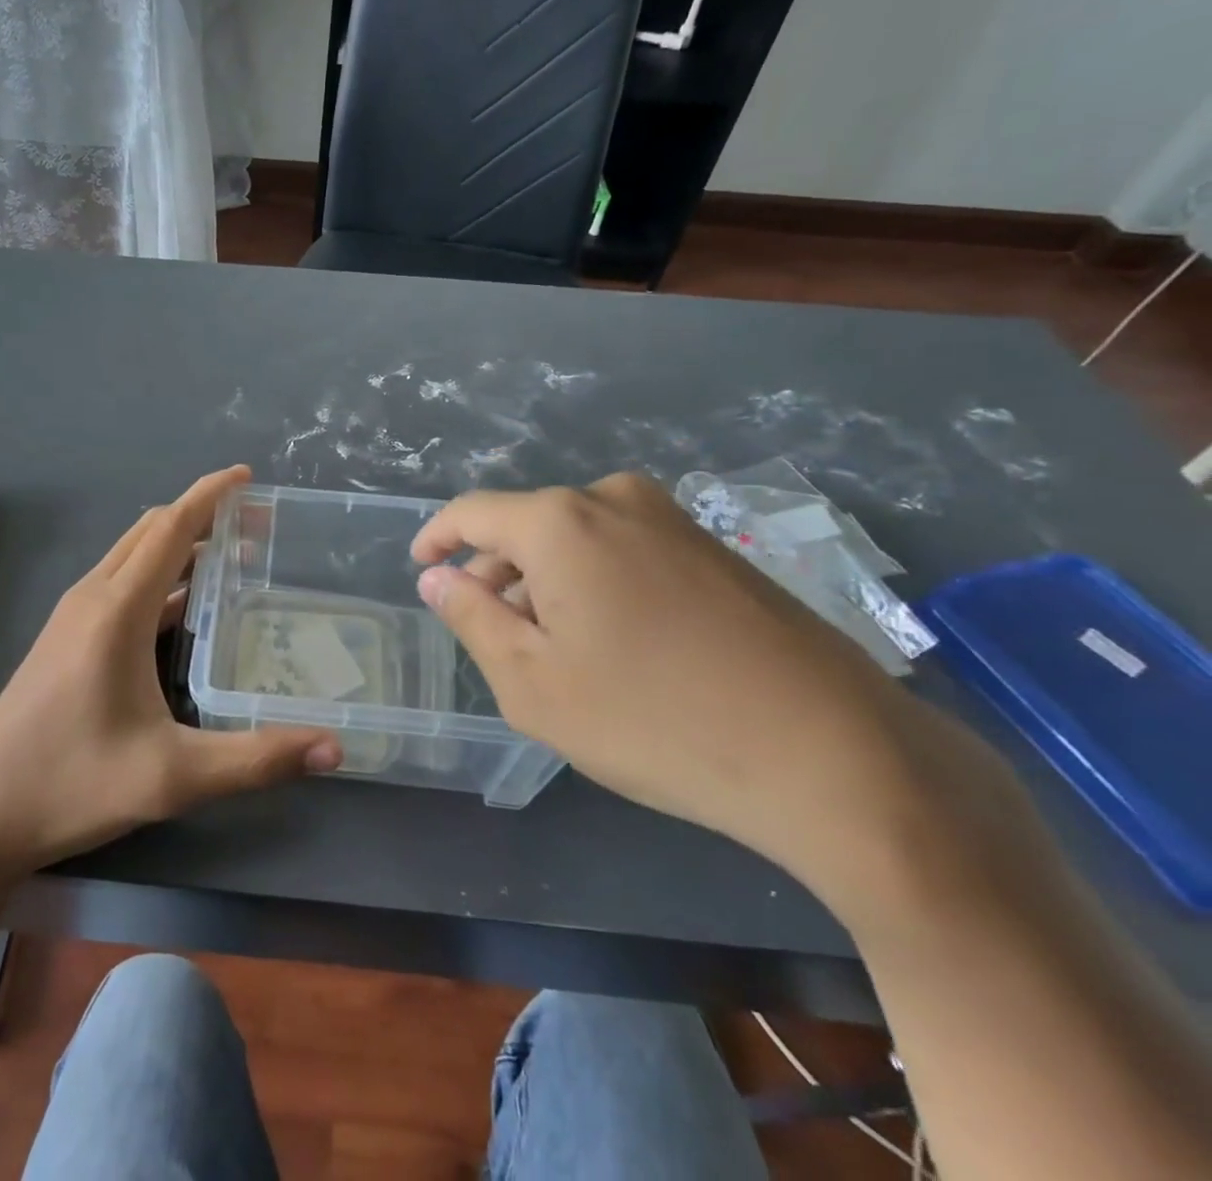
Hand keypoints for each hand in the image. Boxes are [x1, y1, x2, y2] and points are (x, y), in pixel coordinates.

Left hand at [0, 466, 340, 878]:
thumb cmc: (72, 784)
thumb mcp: (173, 776)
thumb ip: (257, 759)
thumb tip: (336, 748)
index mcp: (116, 608)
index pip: (170, 528)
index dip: (210, 495)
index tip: (248, 477)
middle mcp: (92, 597)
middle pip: (151, 532)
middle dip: (203, 517)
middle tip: (257, 526)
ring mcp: (72, 616)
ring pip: (132, 556)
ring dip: (179, 545)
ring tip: (232, 560)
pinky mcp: (64, 637)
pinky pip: (119, 583)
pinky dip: (157, 576)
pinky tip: (183, 609)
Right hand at [410, 474, 972, 900]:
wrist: (835, 757)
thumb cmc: (654, 720)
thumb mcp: (532, 682)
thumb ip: (471, 618)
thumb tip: (437, 577)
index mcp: (560, 521)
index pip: (472, 512)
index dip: (438, 537)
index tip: (421, 567)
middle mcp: (615, 500)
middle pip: (527, 526)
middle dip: (496, 572)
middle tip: (489, 632)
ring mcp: (674, 520)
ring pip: (577, 539)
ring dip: (546, 581)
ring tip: (550, 647)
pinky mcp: (716, 549)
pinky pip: (625, 550)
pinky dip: (595, 584)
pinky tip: (613, 644)